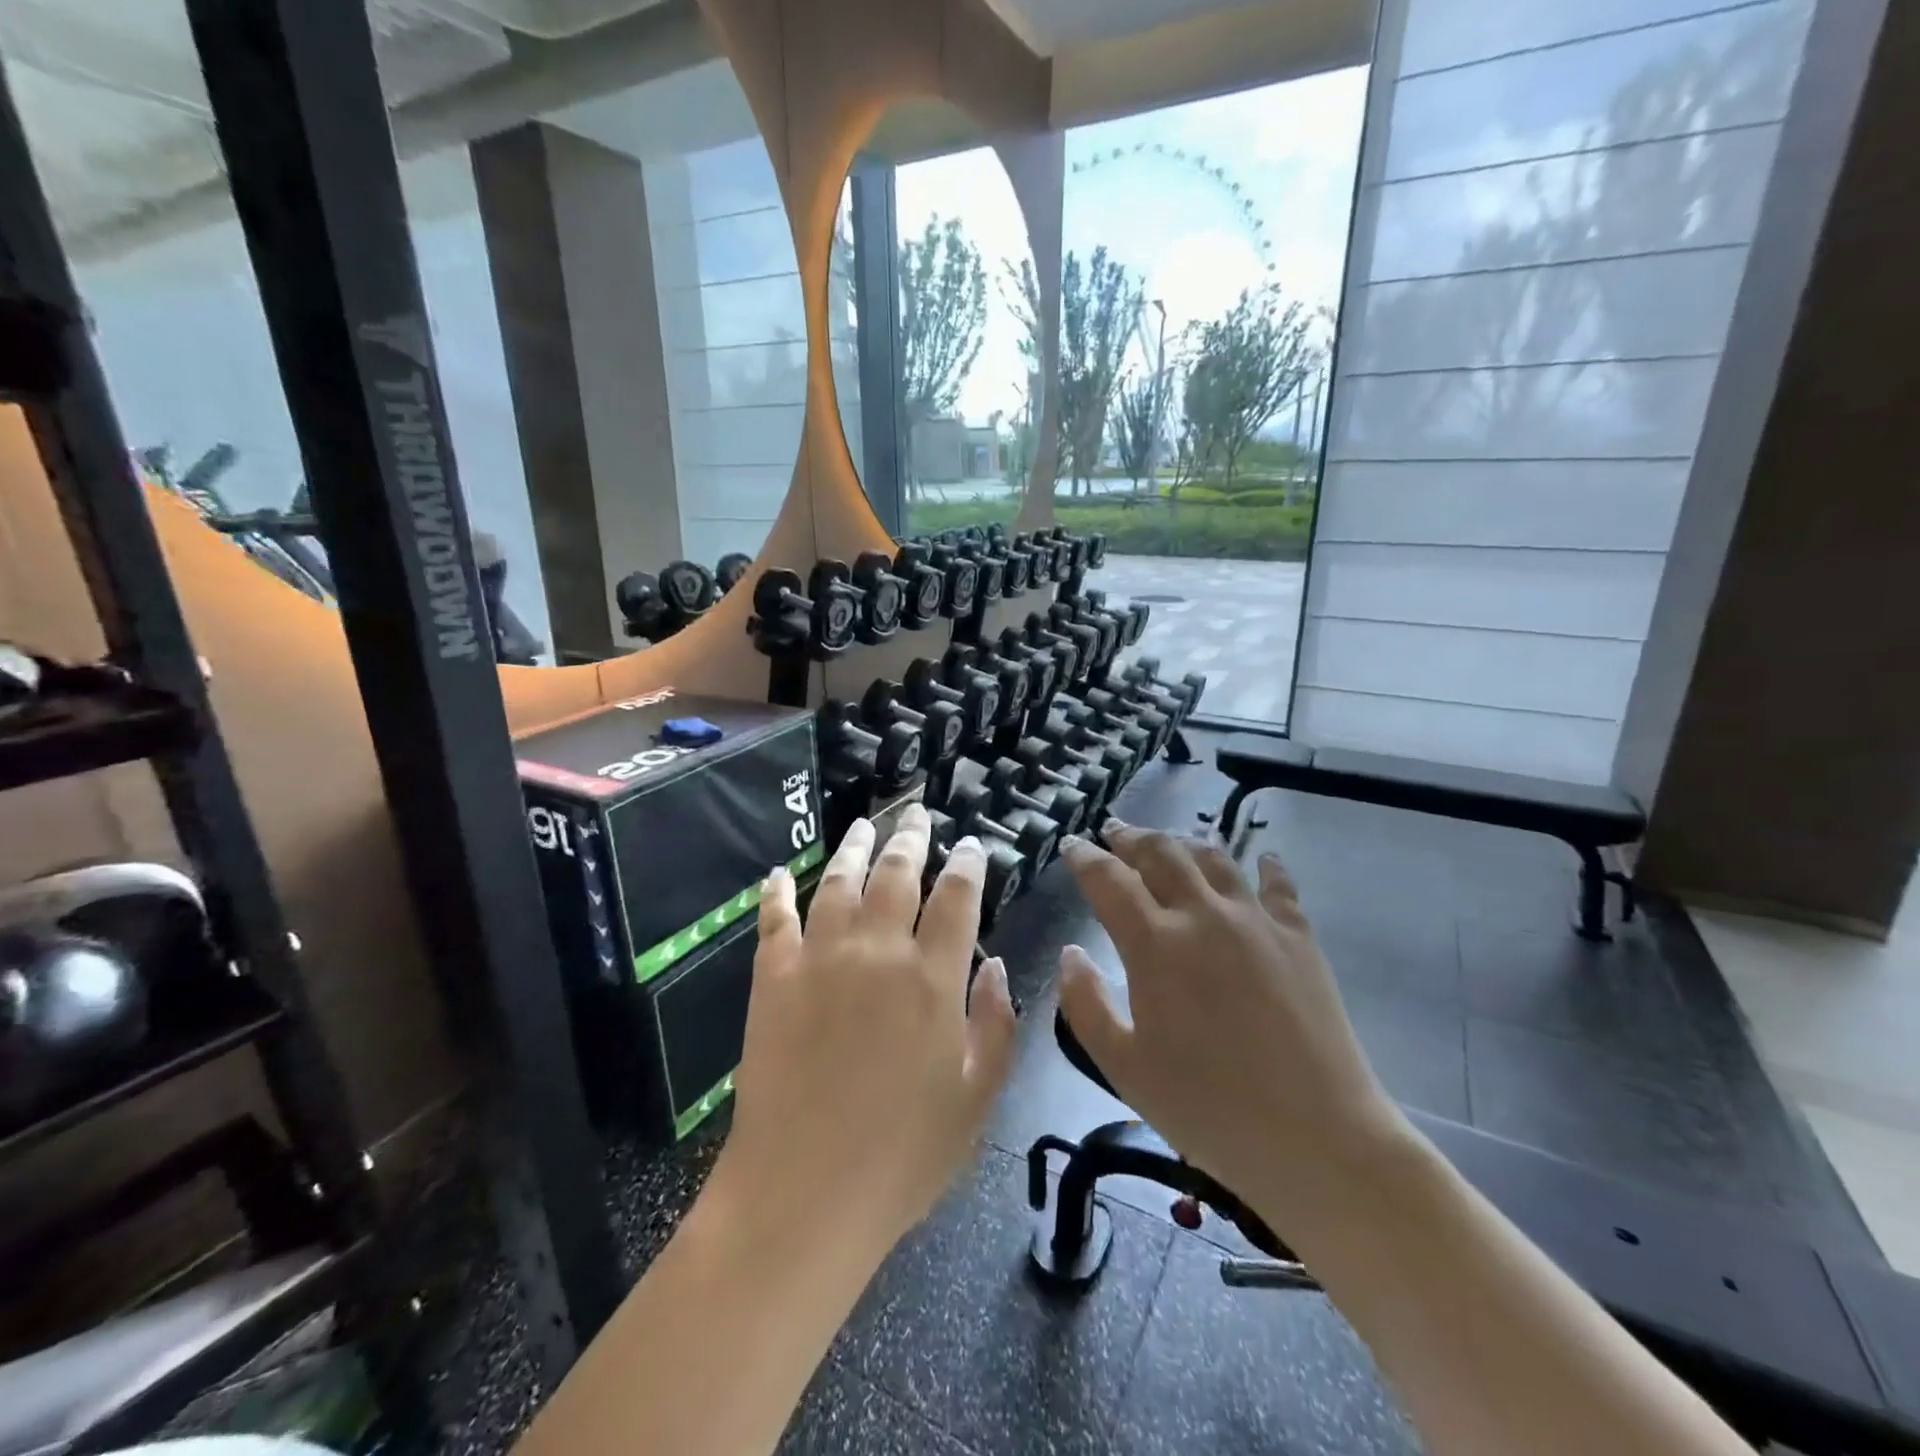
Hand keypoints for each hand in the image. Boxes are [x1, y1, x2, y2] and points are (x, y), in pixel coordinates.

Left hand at [722, 804, 1017, 1250]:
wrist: (804, 1193)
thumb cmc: (904, 1155)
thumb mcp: (978, 1098)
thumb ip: (998, 1025)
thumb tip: (999, 966)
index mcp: (933, 978)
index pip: (956, 897)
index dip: (967, 863)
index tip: (970, 845)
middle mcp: (878, 952)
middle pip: (897, 874)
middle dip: (911, 838)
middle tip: (917, 813)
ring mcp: (820, 959)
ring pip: (839, 882)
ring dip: (854, 847)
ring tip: (865, 824)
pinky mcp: (773, 978)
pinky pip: (775, 920)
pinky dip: (777, 892)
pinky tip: (779, 873)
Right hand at [1057, 823, 1409, 1230]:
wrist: (1318, 1138)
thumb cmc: (1209, 1108)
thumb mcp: (1124, 1068)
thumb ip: (1085, 1005)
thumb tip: (1071, 953)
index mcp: (1155, 945)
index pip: (1109, 879)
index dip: (1086, 857)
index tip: (1072, 845)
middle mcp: (1203, 915)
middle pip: (1161, 853)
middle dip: (1131, 837)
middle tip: (1114, 832)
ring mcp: (1256, 920)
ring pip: (1213, 857)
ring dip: (1184, 843)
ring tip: (1170, 843)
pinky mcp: (1299, 936)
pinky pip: (1278, 884)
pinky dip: (1265, 865)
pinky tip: (1261, 860)